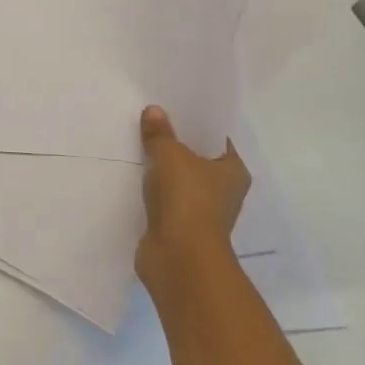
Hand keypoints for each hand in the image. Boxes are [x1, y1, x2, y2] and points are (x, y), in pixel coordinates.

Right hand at [135, 104, 250, 290]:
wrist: (179, 257)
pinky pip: (163, 198)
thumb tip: (154, 111)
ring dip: (160, 168)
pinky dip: (150, 190)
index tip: (173, 106)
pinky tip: (131, 175)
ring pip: (178, 179)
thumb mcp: (170, 155)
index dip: (196, 122)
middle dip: (174, 143)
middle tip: (148, 119)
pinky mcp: (178, 226)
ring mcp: (200, 211)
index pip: (216, 138)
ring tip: (134, 143)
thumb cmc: (187, 199)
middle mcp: (223, 191)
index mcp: (233, 171)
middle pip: (196, 158)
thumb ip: (160, 133)